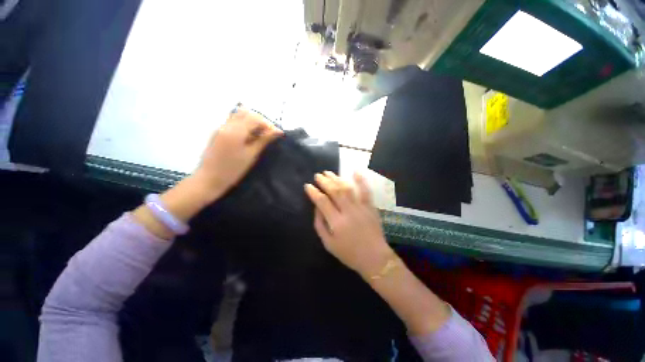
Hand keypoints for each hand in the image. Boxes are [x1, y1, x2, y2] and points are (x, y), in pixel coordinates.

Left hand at [194, 105, 282, 200]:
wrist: (210, 178)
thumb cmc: (233, 169)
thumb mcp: (251, 154)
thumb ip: (264, 140)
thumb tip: (278, 132)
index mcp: (235, 131)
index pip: (255, 118)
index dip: (268, 124)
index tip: (276, 134)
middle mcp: (226, 125)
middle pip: (246, 113)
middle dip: (259, 121)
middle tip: (267, 134)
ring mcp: (220, 127)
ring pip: (238, 115)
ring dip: (251, 122)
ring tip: (258, 135)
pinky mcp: (218, 132)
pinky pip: (232, 121)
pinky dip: (243, 125)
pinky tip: (248, 137)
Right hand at [305, 171, 394, 277]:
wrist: (375, 258)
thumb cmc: (349, 253)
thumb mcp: (329, 244)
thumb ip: (320, 224)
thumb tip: (316, 207)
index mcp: (337, 222)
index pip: (322, 202)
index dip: (314, 192)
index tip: (308, 186)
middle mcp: (348, 211)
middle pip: (335, 191)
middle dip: (324, 182)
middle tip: (317, 175)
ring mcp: (361, 207)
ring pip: (347, 188)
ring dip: (337, 179)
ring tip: (328, 172)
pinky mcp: (370, 207)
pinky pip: (366, 191)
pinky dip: (361, 180)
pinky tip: (355, 171)